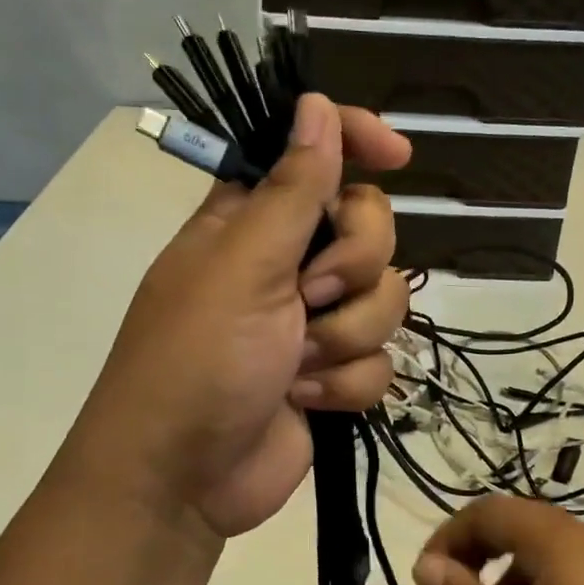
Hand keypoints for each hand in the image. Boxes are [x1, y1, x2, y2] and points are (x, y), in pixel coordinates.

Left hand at [68, 94, 411, 537]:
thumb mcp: (242, 266)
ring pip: (386, 300)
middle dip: (353, 267)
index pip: (314, 156)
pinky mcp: (333, 376)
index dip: (357, 143)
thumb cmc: (196, 360)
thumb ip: (291, 189)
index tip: (399, 154)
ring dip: (346, 336)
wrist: (184, 479)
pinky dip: (346, 384)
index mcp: (252, 221)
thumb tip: (316, 105)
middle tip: (309, 295)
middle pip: (371, 229)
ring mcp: (314, 323)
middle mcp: (288, 264)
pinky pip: (381, 361)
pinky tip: (306, 399)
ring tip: (297, 363)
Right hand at [413, 496, 583, 584]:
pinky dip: (542, 583)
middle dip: (476, 549)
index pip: (488, 511)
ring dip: (508, 568)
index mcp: (560, 542)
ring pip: (548, 545)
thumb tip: (425, 564)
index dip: (448, 536)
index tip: (426, 578)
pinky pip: (575, 567)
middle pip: (519, 521)